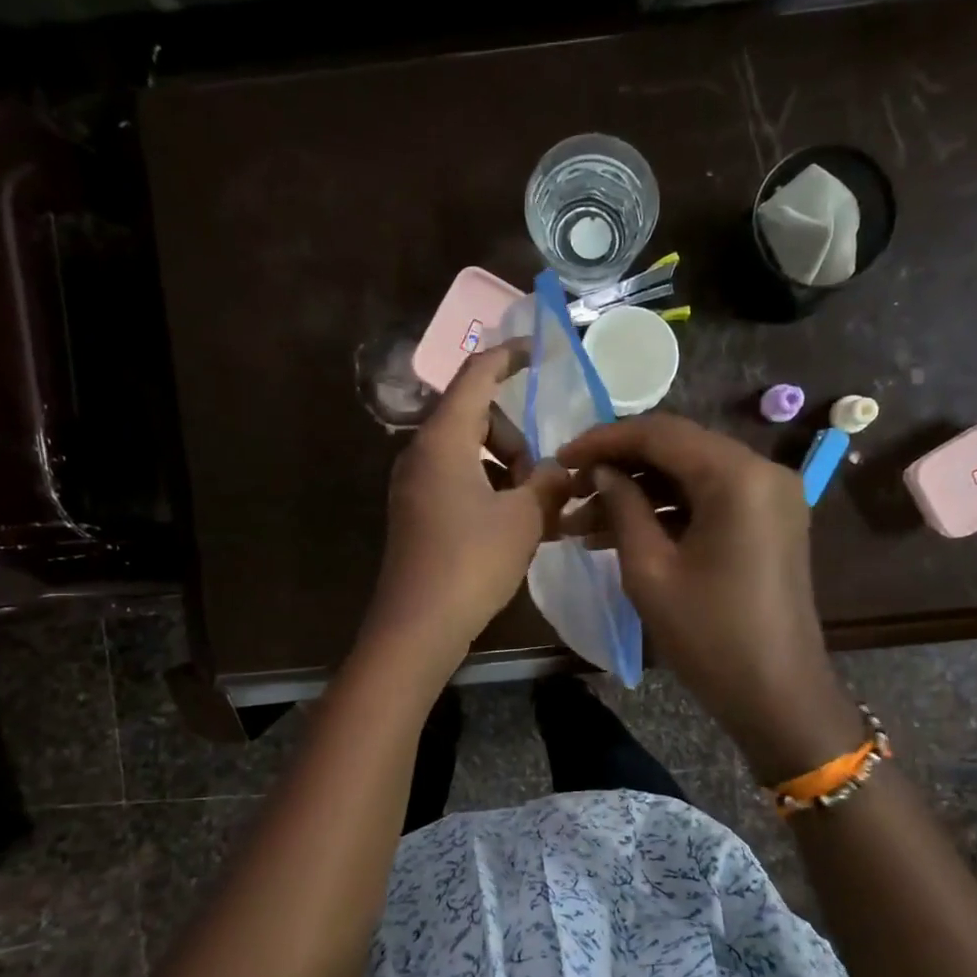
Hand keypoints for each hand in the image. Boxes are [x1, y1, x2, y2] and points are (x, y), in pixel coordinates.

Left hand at [366, 345, 572, 664]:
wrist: (418, 624)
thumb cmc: (472, 562)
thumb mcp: (524, 518)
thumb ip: (549, 482)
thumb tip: (562, 470)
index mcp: (443, 439)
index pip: (476, 375)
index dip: (509, 357)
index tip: (539, 352)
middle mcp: (421, 453)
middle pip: (475, 417)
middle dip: (515, 437)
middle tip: (542, 478)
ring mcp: (414, 485)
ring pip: (468, 453)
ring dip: (505, 469)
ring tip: (534, 508)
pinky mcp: (416, 513)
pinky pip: (457, 481)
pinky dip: (488, 490)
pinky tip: (512, 526)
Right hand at [557, 413, 860, 783]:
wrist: (777, 695)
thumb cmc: (710, 636)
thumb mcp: (650, 570)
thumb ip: (623, 507)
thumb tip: (601, 472)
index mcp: (737, 476)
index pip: (661, 433)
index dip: (604, 440)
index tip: (560, 458)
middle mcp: (762, 471)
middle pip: (677, 449)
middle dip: (619, 467)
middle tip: (569, 490)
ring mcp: (771, 496)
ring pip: (690, 475)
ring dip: (638, 493)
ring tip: (582, 521)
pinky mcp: (768, 521)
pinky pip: (709, 500)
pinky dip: (667, 511)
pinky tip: (620, 532)